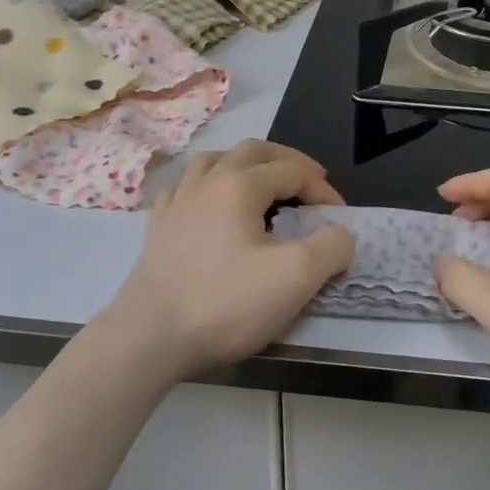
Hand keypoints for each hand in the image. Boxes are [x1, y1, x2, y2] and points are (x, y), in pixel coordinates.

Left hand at [102, 140, 354, 380]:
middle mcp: (206, 182)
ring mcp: (176, 203)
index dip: (323, 189)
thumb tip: (339, 235)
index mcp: (240, 185)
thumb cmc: (226, 303)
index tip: (340, 217)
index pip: (293, 171)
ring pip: (212, 161)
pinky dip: (204, 187)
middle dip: (287, 160)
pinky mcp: (157, 229)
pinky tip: (207, 205)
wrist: (148, 339)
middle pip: (252, 151)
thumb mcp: (296, 278)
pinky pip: (182, 189)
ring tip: (259, 182)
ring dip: (243, 164)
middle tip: (309, 181)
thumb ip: (331, 247)